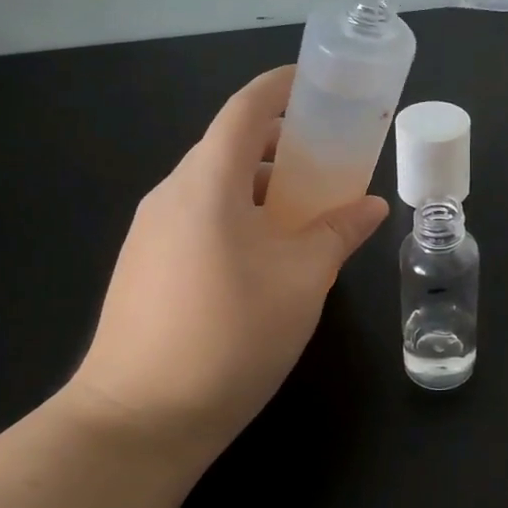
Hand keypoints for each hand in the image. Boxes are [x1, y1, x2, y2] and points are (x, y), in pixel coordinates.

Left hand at [64, 66, 387, 471]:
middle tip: (330, 158)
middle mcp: (172, 195)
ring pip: (216, 186)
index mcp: (207, 183)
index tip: (317, 85)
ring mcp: (152, 232)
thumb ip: (339, 233)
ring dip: (264, 186)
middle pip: (231, 146)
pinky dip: (241, 215)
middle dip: (282, 143)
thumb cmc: (230, 335)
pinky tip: (269, 255)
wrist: (137, 422)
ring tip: (309, 211)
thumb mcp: (302, 280)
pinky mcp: (146, 265)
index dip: (281, 88)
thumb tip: (371, 206)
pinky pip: (201, 218)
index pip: (245, 110)